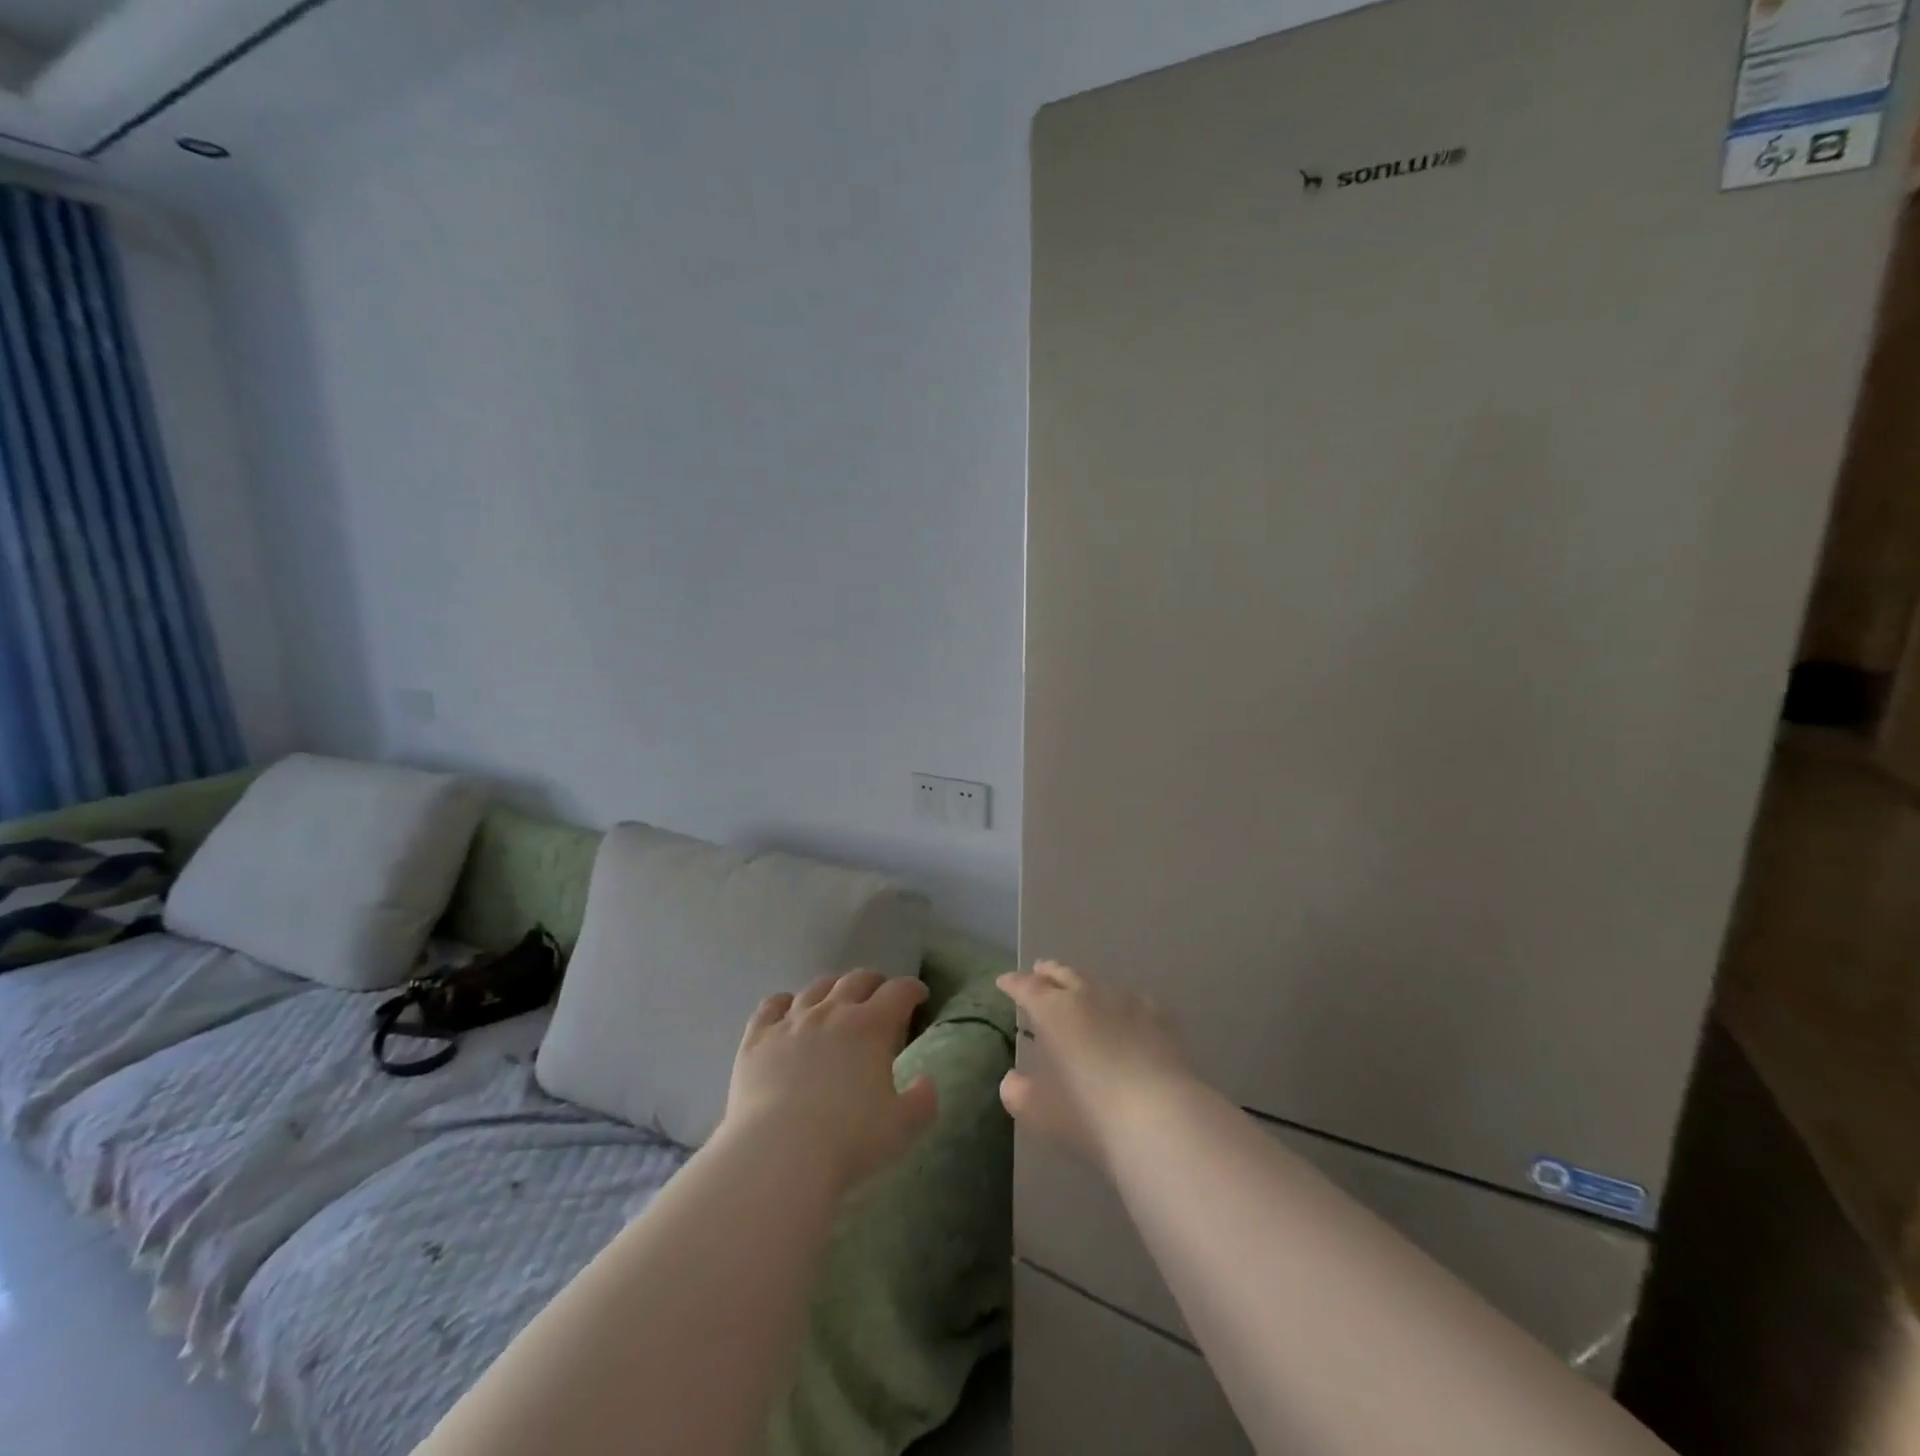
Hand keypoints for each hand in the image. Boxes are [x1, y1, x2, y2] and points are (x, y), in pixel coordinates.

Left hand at [724, 970, 938, 1188]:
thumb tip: (927, 1082)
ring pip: (816, 988)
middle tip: (881, 994)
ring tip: (837, 998)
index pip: (899, 992)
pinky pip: (771, 1006)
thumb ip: (921, 1102)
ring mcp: (792, 1021)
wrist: (779, 1153)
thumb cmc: (848, 1140)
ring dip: (833, 987)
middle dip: (874, 982)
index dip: (912, 989)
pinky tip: (787, 1009)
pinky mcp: (757, 1038)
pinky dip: (784, 1002)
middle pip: (857, 980)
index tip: (919, 995)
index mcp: (871, 1026)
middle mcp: (832, 1011)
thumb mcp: (901, 1128)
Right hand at [998, 961, 1198, 1171]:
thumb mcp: (1040, 1113)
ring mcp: (1127, 1003)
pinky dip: (1120, 1003)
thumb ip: (1018, 1093)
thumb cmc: (1090, 1116)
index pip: (1026, 987)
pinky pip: (1133, 1000)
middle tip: (1038, 971)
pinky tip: (1125, 1012)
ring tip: (1079, 990)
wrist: (1162, 1119)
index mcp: (1053, 1011)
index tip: (1004, 982)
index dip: (1013, 983)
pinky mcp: (1159, 1018)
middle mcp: (1087, 996)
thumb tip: (1012, 1080)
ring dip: (1082, 984)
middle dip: (1047, 972)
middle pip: (1063, 974)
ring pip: (1097, 982)